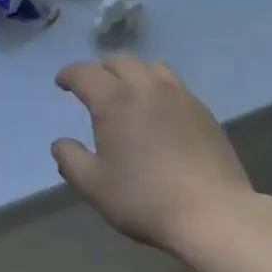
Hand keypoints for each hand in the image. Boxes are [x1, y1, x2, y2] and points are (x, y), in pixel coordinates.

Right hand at [52, 54, 254, 253]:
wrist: (212, 211)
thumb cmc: (145, 199)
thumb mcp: (95, 186)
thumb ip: (71, 160)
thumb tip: (59, 143)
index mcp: (115, 100)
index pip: (85, 72)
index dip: (69, 74)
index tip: (62, 82)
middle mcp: (146, 86)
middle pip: (120, 60)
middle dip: (102, 68)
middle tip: (94, 85)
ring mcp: (179, 95)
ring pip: (151, 66)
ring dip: (133, 72)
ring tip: (128, 91)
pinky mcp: (202, 109)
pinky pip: (174, 85)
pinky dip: (158, 87)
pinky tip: (160, 110)